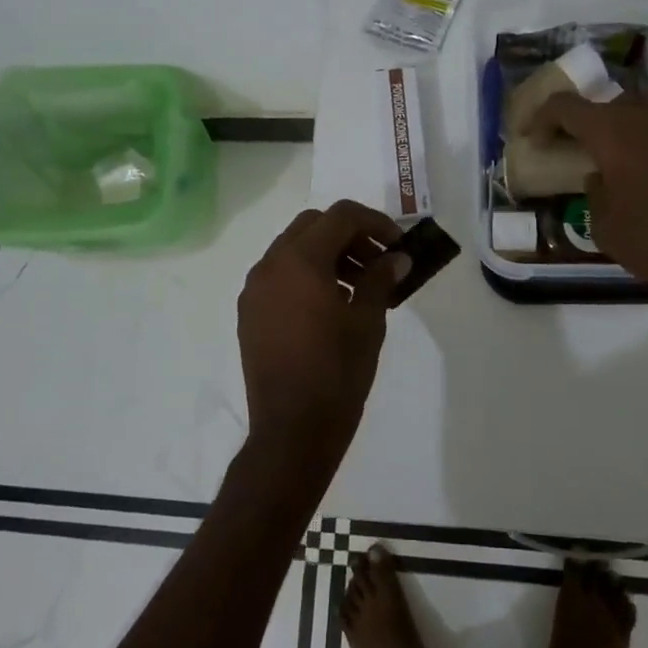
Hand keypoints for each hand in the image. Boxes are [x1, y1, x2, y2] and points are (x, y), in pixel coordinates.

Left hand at [237, 200, 412, 477]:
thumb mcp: (368, 322)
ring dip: (327, 253)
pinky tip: (330, 305)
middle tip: (379, 260)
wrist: (291, 431)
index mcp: (300, 260)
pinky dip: (306, 274)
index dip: (375, 222)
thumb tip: (397, 258)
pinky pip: (279, 275)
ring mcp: (255, 289)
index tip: (398, 245)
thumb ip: (381, 279)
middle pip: (313, 225)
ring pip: (293, 249)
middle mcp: (270, 265)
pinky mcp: (249, 313)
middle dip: (349, 234)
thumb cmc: (337, 373)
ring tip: (359, 285)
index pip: (340, 216)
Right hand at [526, 94, 647, 339]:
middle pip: (604, 104)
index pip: (567, 107)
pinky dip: (642, 143)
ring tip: (603, 161)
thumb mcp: (603, 225)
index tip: (531, 138)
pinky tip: (639, 174)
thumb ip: (593, 191)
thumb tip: (600, 176)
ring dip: (614, 131)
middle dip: (581, 121)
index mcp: (615, 132)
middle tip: (566, 146)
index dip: (542, 118)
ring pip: (636, 115)